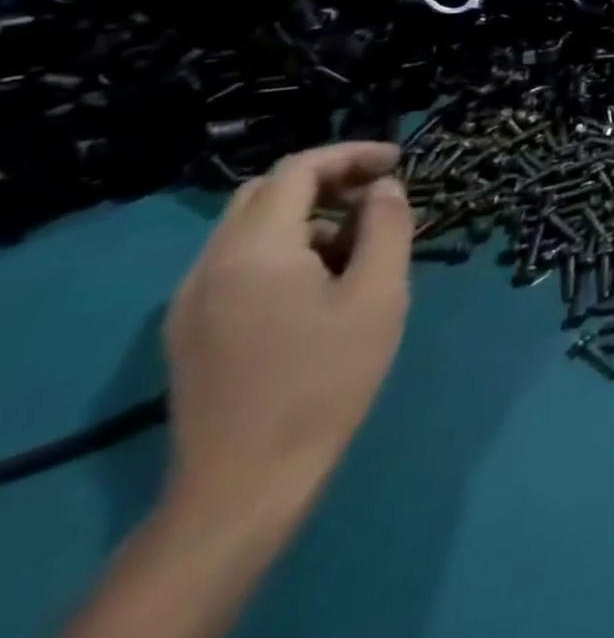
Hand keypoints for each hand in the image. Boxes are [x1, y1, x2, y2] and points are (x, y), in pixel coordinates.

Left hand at [163, 142, 411, 519]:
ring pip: (250, 228)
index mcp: (254, 252)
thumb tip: (384, 188)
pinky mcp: (191, 330)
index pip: (297, 171)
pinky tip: (322, 282)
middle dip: (327, 180)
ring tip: (361, 245)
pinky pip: (238, 262)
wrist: (246, 482)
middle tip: (380, 194)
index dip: (350, 155)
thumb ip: (386, 228)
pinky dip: (284, 248)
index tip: (398, 161)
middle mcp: (209, 266)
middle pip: (265, 193)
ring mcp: (191, 302)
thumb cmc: (326, 378)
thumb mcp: (378, 295)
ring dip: (308, 217)